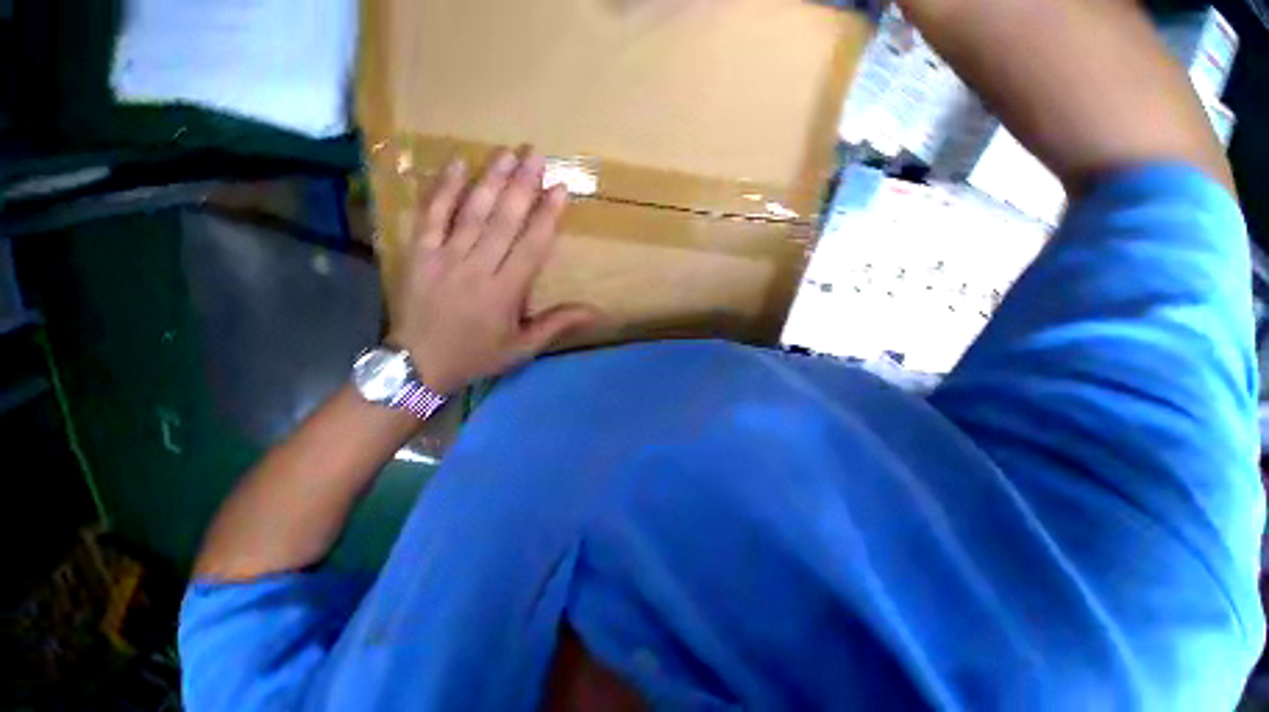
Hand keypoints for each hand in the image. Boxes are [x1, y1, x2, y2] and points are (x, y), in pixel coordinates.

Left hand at [387, 148, 599, 394]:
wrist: (418, 364)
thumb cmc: (477, 355)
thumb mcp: (523, 348)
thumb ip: (557, 324)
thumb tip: (595, 311)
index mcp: (505, 292)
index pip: (531, 245)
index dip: (547, 215)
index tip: (560, 188)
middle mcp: (477, 268)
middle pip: (503, 220)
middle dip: (522, 185)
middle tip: (536, 154)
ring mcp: (444, 257)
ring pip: (471, 211)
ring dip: (491, 179)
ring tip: (507, 153)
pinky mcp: (419, 252)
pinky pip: (431, 215)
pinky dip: (443, 188)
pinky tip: (456, 164)